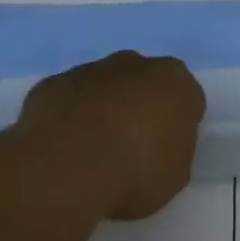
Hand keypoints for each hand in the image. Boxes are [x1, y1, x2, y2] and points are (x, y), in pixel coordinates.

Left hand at [17, 51, 204, 220]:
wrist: (65, 169)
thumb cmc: (134, 173)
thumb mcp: (175, 175)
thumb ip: (173, 150)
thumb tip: (159, 145)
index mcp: (175, 82)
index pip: (187, 98)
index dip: (178, 125)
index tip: (166, 150)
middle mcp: (134, 64)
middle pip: (144, 82)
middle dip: (140, 106)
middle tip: (131, 147)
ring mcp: (89, 70)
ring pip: (104, 86)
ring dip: (102, 109)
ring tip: (92, 151)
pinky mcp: (52, 83)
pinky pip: (68, 99)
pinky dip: (69, 116)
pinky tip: (63, 148)